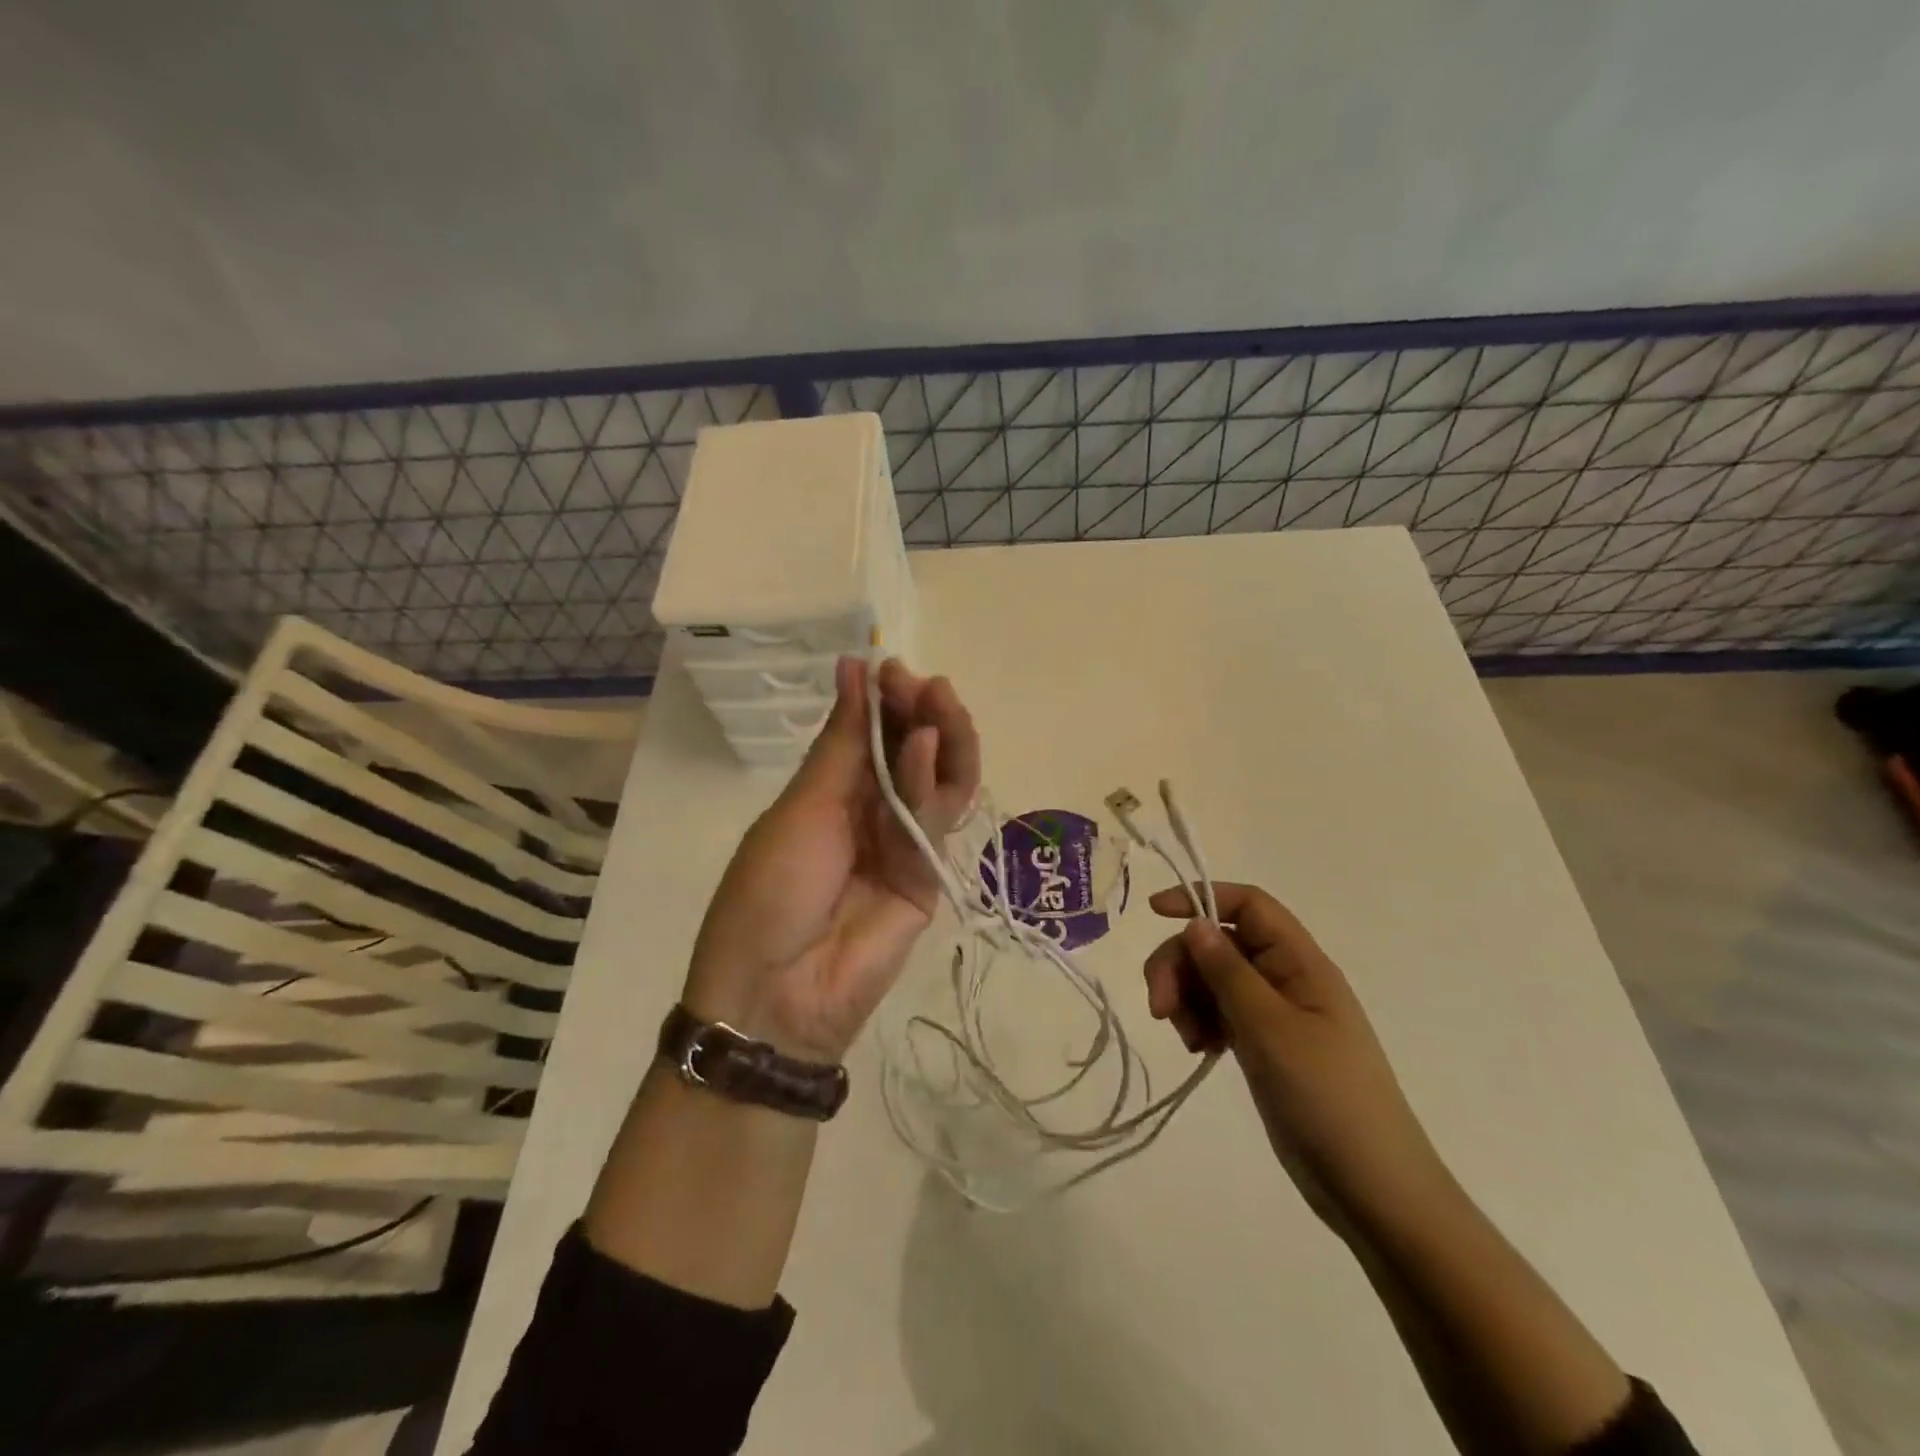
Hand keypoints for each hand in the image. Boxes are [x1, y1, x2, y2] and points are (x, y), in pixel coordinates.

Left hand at [681, 656, 979, 1063]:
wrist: (778, 992)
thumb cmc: (770, 889)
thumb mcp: (803, 807)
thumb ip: (842, 742)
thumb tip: (854, 667)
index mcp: (830, 792)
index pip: (869, 733)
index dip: (884, 700)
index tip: (890, 668)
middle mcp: (871, 811)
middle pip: (909, 751)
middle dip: (918, 711)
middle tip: (920, 683)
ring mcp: (903, 842)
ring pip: (936, 779)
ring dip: (940, 736)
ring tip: (938, 699)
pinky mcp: (929, 874)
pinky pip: (937, 819)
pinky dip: (935, 779)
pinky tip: (925, 744)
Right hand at [1143, 882, 1444, 1222]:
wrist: (1372, 1190)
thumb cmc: (1328, 1099)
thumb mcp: (1270, 1029)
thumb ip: (1228, 972)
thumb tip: (1195, 923)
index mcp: (1300, 963)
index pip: (1248, 905)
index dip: (1201, 897)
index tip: (1154, 912)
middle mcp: (1286, 979)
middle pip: (1219, 943)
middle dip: (1181, 964)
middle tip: (1159, 1007)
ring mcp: (1274, 1014)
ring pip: (1212, 979)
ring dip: (1186, 997)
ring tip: (1187, 1039)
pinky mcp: (1263, 1045)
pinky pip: (1219, 1013)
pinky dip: (1200, 1023)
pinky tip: (1198, 1051)